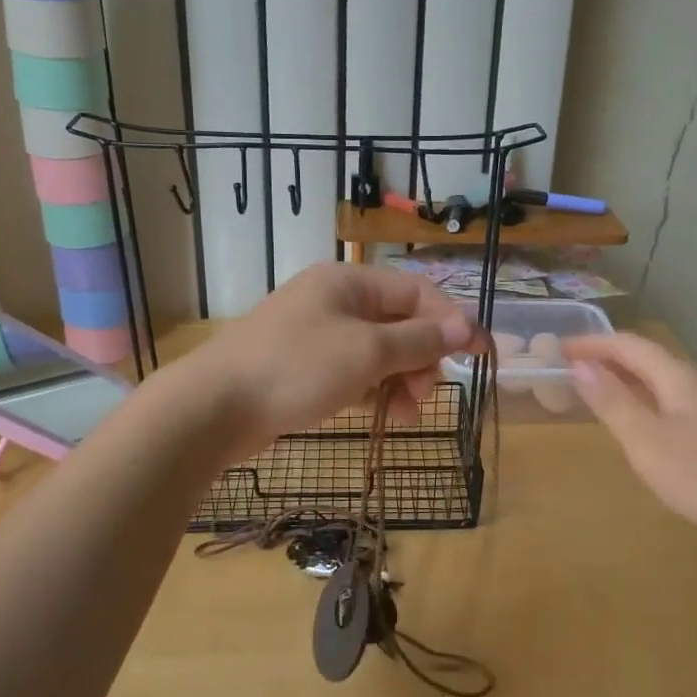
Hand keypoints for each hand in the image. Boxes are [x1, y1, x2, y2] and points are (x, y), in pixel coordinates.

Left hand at [194, 263, 474, 452]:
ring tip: (406, 412)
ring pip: (377, 349)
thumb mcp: (366, 352)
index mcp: (349, 281)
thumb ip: (418, 339)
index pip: (417, 292)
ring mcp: (315, 332)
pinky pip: (353, 370)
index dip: (453, 322)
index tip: (481, 356)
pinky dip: (372, 389)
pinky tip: (382, 414)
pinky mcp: (303, 365)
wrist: (214, 408)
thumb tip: (465, 327)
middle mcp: (334, 299)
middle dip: (422, 355)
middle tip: (426, 393)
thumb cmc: (296, 369)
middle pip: (398, 321)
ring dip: (400, 377)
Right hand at [565, 332, 696, 543]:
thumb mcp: (648, 442)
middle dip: (610, 359)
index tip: (560, 347)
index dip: (592, 343)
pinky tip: (649, 425)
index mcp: (679, 375)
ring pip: (666, 380)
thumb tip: (581, 365)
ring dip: (631, 380)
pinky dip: (651, 400)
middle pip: (649, 358)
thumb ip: (613, 402)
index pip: (628, 344)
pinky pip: (679, 400)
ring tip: (604, 393)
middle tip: (575, 369)